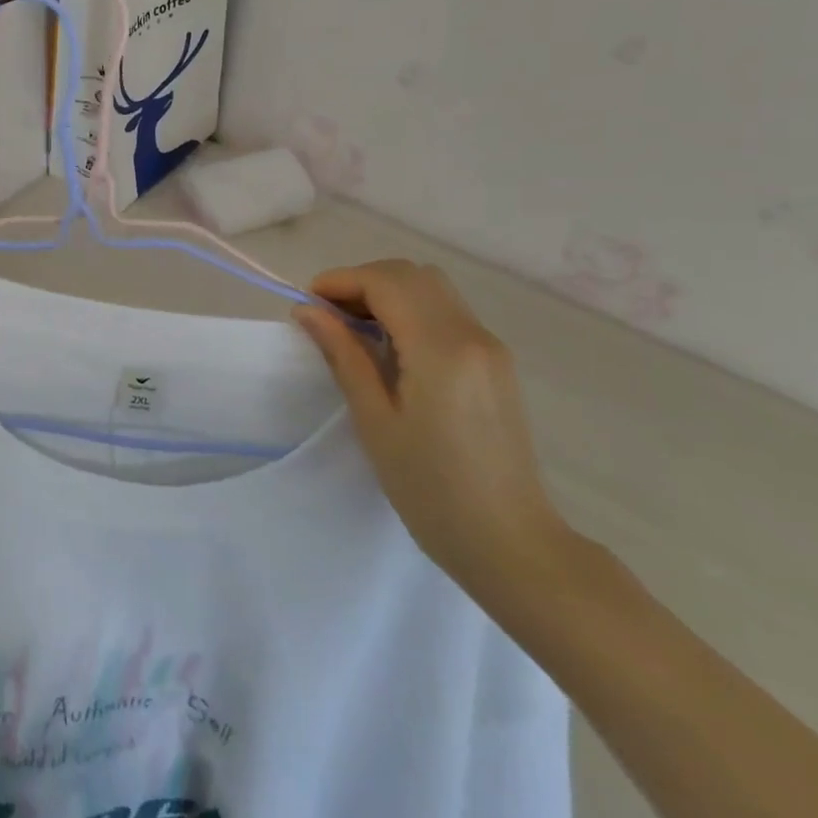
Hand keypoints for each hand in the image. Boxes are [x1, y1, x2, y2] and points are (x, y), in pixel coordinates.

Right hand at [293, 260, 569, 592]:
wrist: (510, 542)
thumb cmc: (431, 489)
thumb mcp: (375, 421)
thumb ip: (343, 355)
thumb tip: (308, 311)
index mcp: (442, 349)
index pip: (387, 282)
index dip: (341, 281)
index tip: (307, 304)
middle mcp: (473, 335)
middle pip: (412, 275)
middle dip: (363, 282)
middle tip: (328, 317)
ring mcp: (491, 347)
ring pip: (433, 289)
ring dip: (388, 294)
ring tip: (354, 331)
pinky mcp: (496, 363)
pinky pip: (448, 314)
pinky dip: (411, 312)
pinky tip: (390, 349)